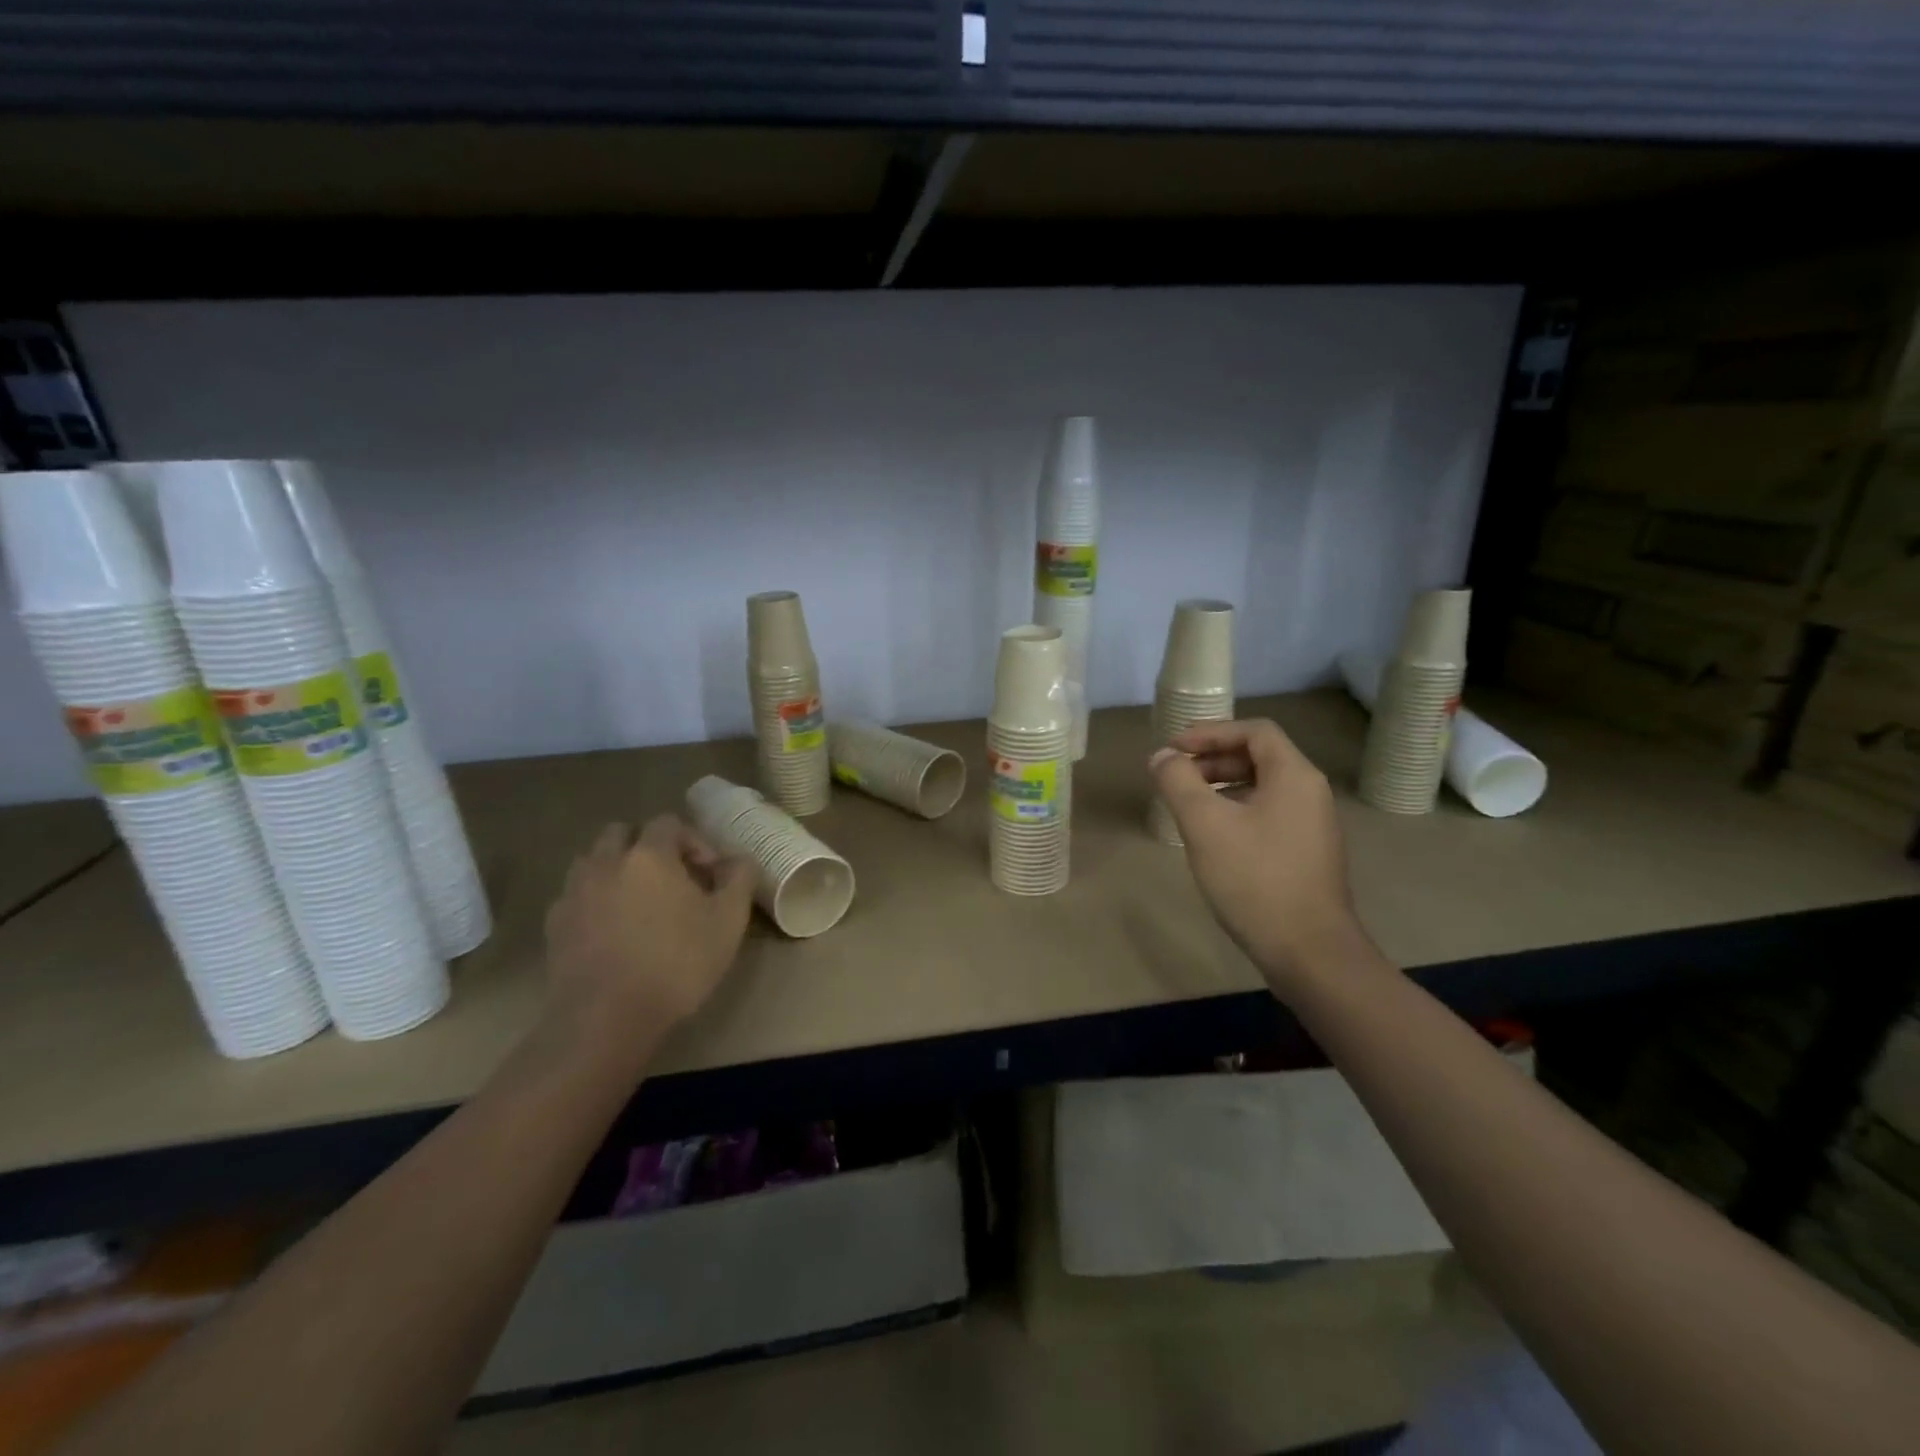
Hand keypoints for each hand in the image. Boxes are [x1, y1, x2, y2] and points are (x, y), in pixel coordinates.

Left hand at [543, 815, 755, 1031]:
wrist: (605, 1019)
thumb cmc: (676, 963)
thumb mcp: (728, 922)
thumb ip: (739, 880)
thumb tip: (739, 860)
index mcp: (649, 855)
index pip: (668, 823)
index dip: (693, 840)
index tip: (709, 872)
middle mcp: (606, 862)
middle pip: (622, 833)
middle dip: (647, 846)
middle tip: (672, 878)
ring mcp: (574, 893)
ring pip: (593, 861)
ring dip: (616, 869)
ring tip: (639, 901)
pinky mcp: (554, 925)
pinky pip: (576, 896)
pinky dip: (594, 900)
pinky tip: (612, 930)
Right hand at [1149, 719, 1365, 996]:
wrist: (1309, 952)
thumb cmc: (1255, 879)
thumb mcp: (1205, 825)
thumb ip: (1179, 782)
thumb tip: (1162, 756)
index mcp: (1294, 776)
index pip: (1254, 731)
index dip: (1210, 732)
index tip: (1173, 748)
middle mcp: (1310, 792)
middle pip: (1259, 757)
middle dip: (1212, 760)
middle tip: (1175, 775)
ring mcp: (1312, 825)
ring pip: (1262, 787)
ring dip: (1222, 786)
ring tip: (1187, 804)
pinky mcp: (1306, 853)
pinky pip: (1268, 814)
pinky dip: (1236, 810)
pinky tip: (1212, 836)